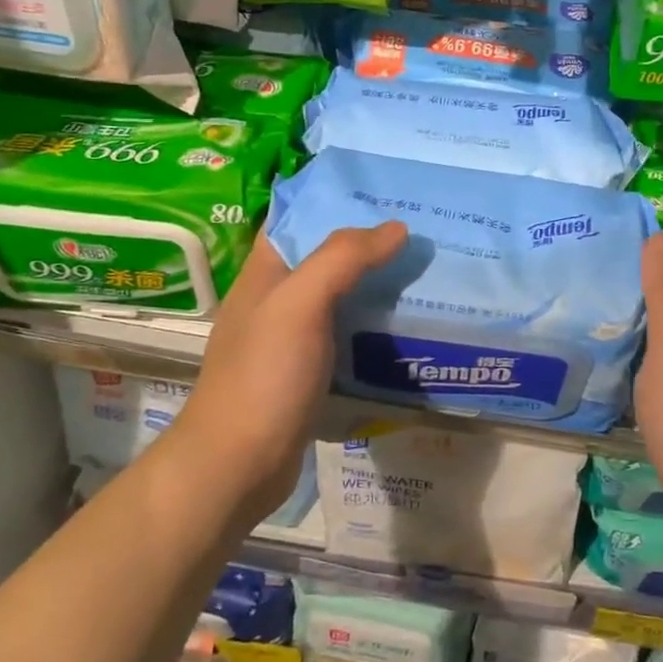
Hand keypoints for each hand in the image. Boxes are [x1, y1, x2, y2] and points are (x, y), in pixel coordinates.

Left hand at [175, 223, 406, 524]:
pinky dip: (372, 329)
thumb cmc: (263, 376)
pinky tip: (407, 329)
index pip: (298, 219)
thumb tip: (395, 227)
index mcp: (265, 273)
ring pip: (339, 300)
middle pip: (325, 259)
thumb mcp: (299, 304)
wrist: (237, 466)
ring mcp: (291, 341)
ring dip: (375, 288)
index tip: (386, 194)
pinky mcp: (308, 375)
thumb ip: (343, 259)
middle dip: (368, 246)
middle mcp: (276, 301)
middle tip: (421, 234)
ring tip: (425, 275)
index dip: (336, 201)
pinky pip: (346, 338)